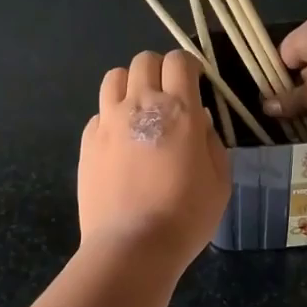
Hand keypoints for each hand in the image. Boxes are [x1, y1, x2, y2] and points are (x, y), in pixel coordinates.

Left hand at [79, 49, 230, 267]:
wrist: (132, 246)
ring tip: (139, 110)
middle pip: (144, 61)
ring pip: (114, 77)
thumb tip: (199, 120)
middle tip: (168, 95)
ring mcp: (108, 122)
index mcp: (178, 109)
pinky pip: (99, 113)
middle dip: (159, 69)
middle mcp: (140, 105)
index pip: (179, 60)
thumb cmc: (186, 215)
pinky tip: (120, 142)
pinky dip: (111, 117)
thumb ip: (212, 141)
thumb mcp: (219, 180)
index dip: (189, 66)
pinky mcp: (86, 142)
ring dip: (130, 85)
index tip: (195, 83)